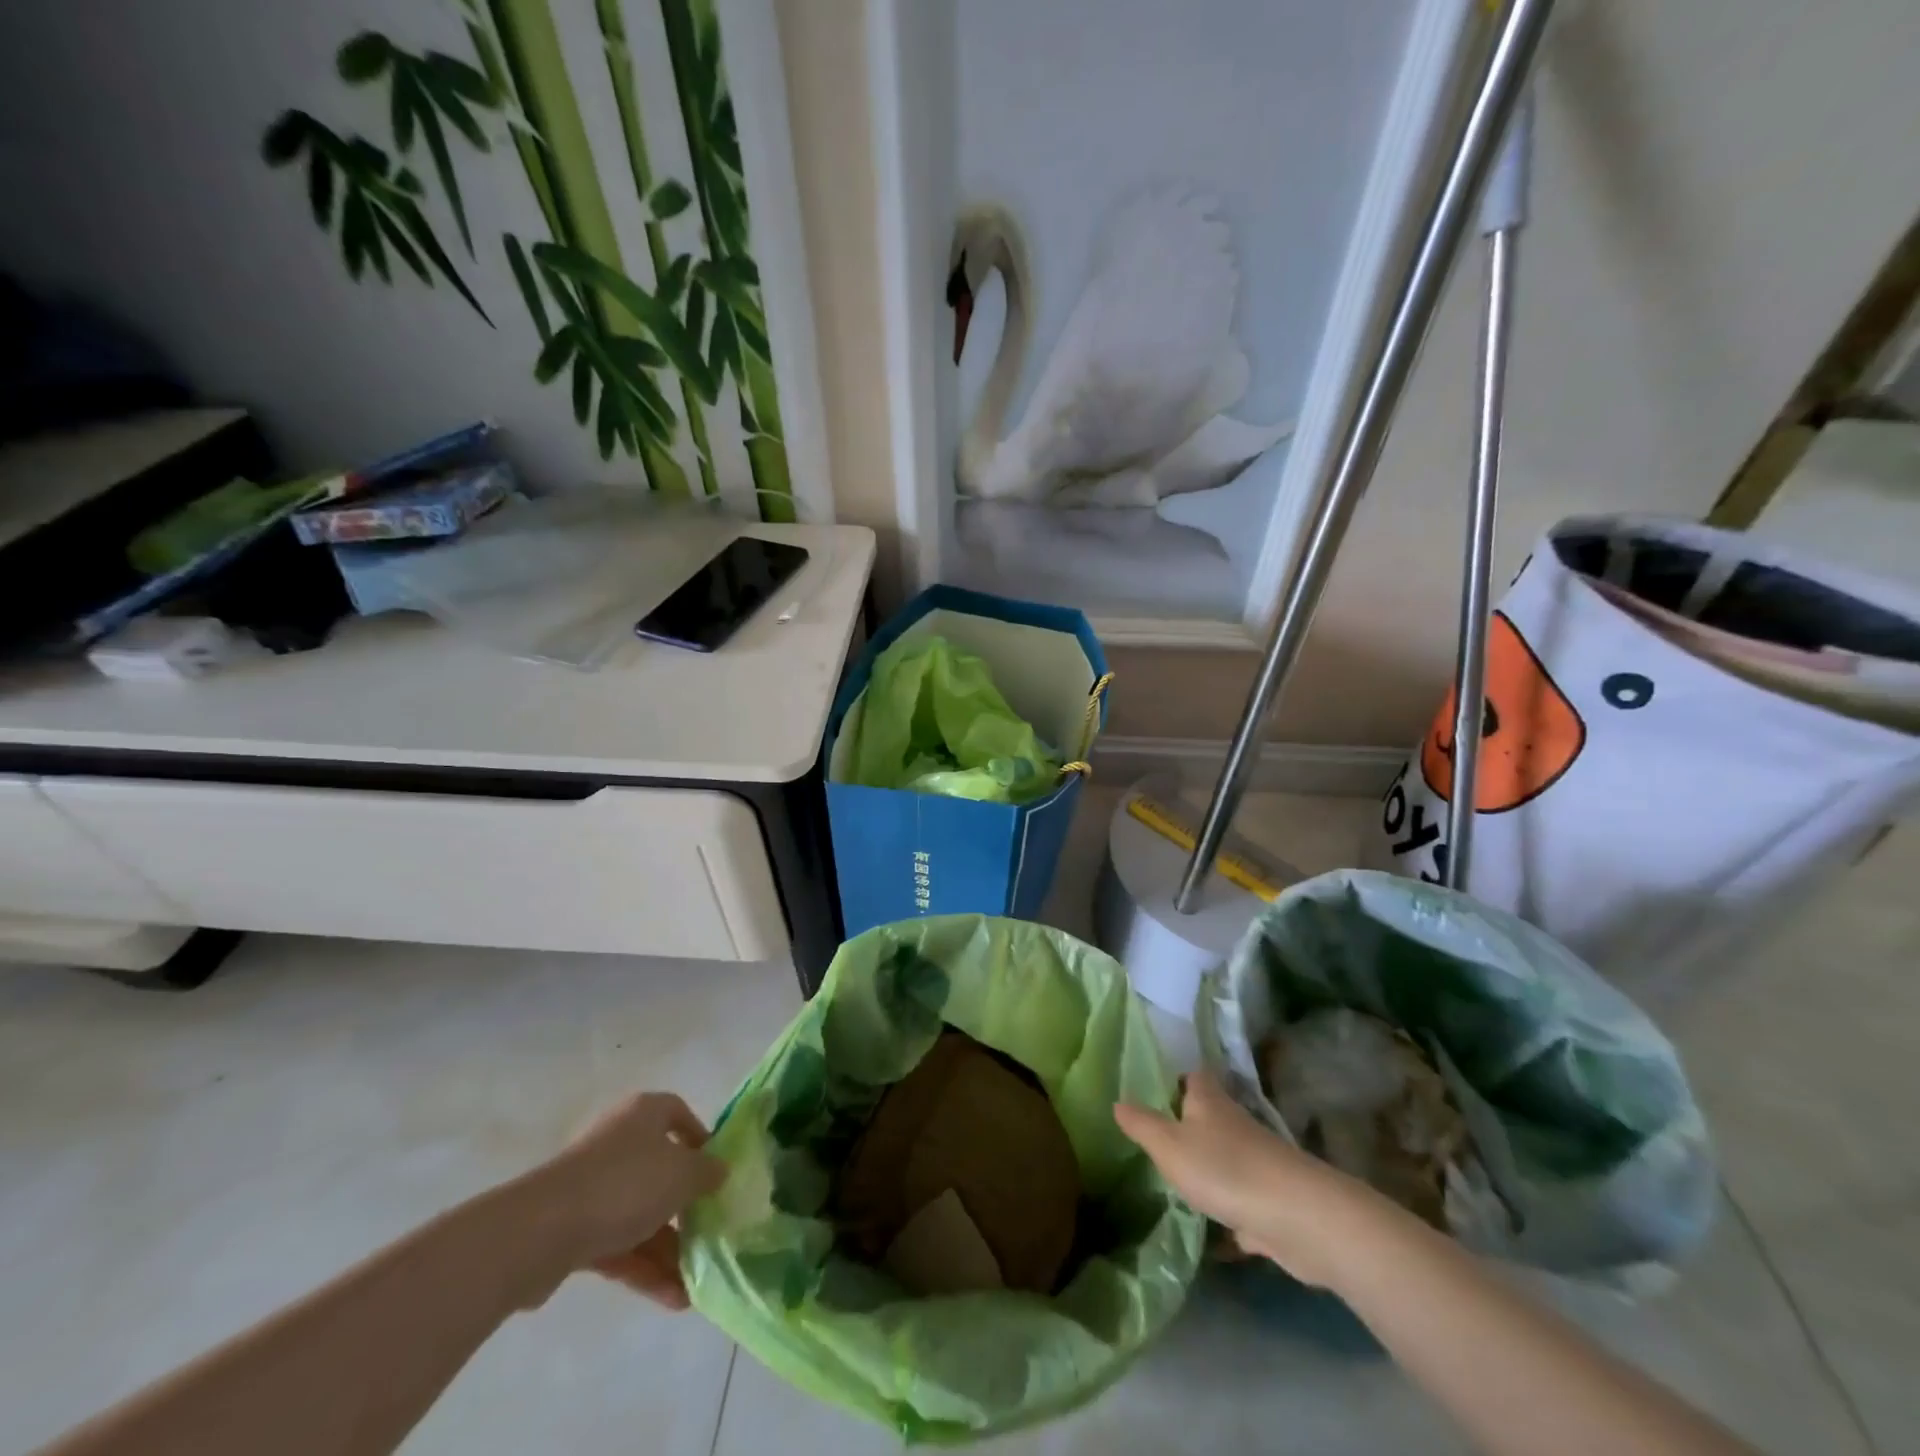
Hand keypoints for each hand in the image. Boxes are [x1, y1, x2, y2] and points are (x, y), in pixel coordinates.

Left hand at [527, 1092, 724, 1309]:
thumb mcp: (682, 1174)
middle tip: (711, 1233)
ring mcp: (595, 1189)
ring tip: (696, 1285)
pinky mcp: (575, 1231)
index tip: (716, 1171)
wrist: (540, 1232)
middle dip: (687, 1208)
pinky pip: (620, 1246)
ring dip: (669, 1250)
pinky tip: (672, 1298)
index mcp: (643, 1115)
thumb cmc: (625, 1184)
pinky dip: (645, 1269)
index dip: (700, 1139)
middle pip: (662, 1171)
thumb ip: (707, 1172)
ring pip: (642, 1215)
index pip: (679, 1115)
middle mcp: (619, 1144)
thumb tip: (719, 1170)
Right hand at [1116, 1070, 1395, 1289]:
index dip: (1179, 1076)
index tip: (1159, 1086)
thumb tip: (1117, 1101)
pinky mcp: (1272, 1201)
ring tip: (1177, 1182)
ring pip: (1227, 1158)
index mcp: (1210, 1103)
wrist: (1298, 1219)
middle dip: (1190, 1124)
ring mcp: (1258, 1163)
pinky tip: (1212, 1234)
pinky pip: (1243, 1201)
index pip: (1195, 1075)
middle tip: (1158, 1137)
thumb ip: (1142, 1125)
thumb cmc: (1225, 1169)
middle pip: (1212, 1115)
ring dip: (1209, 1168)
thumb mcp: (1169, 1145)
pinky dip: (1230, 1212)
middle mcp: (1236, 1125)